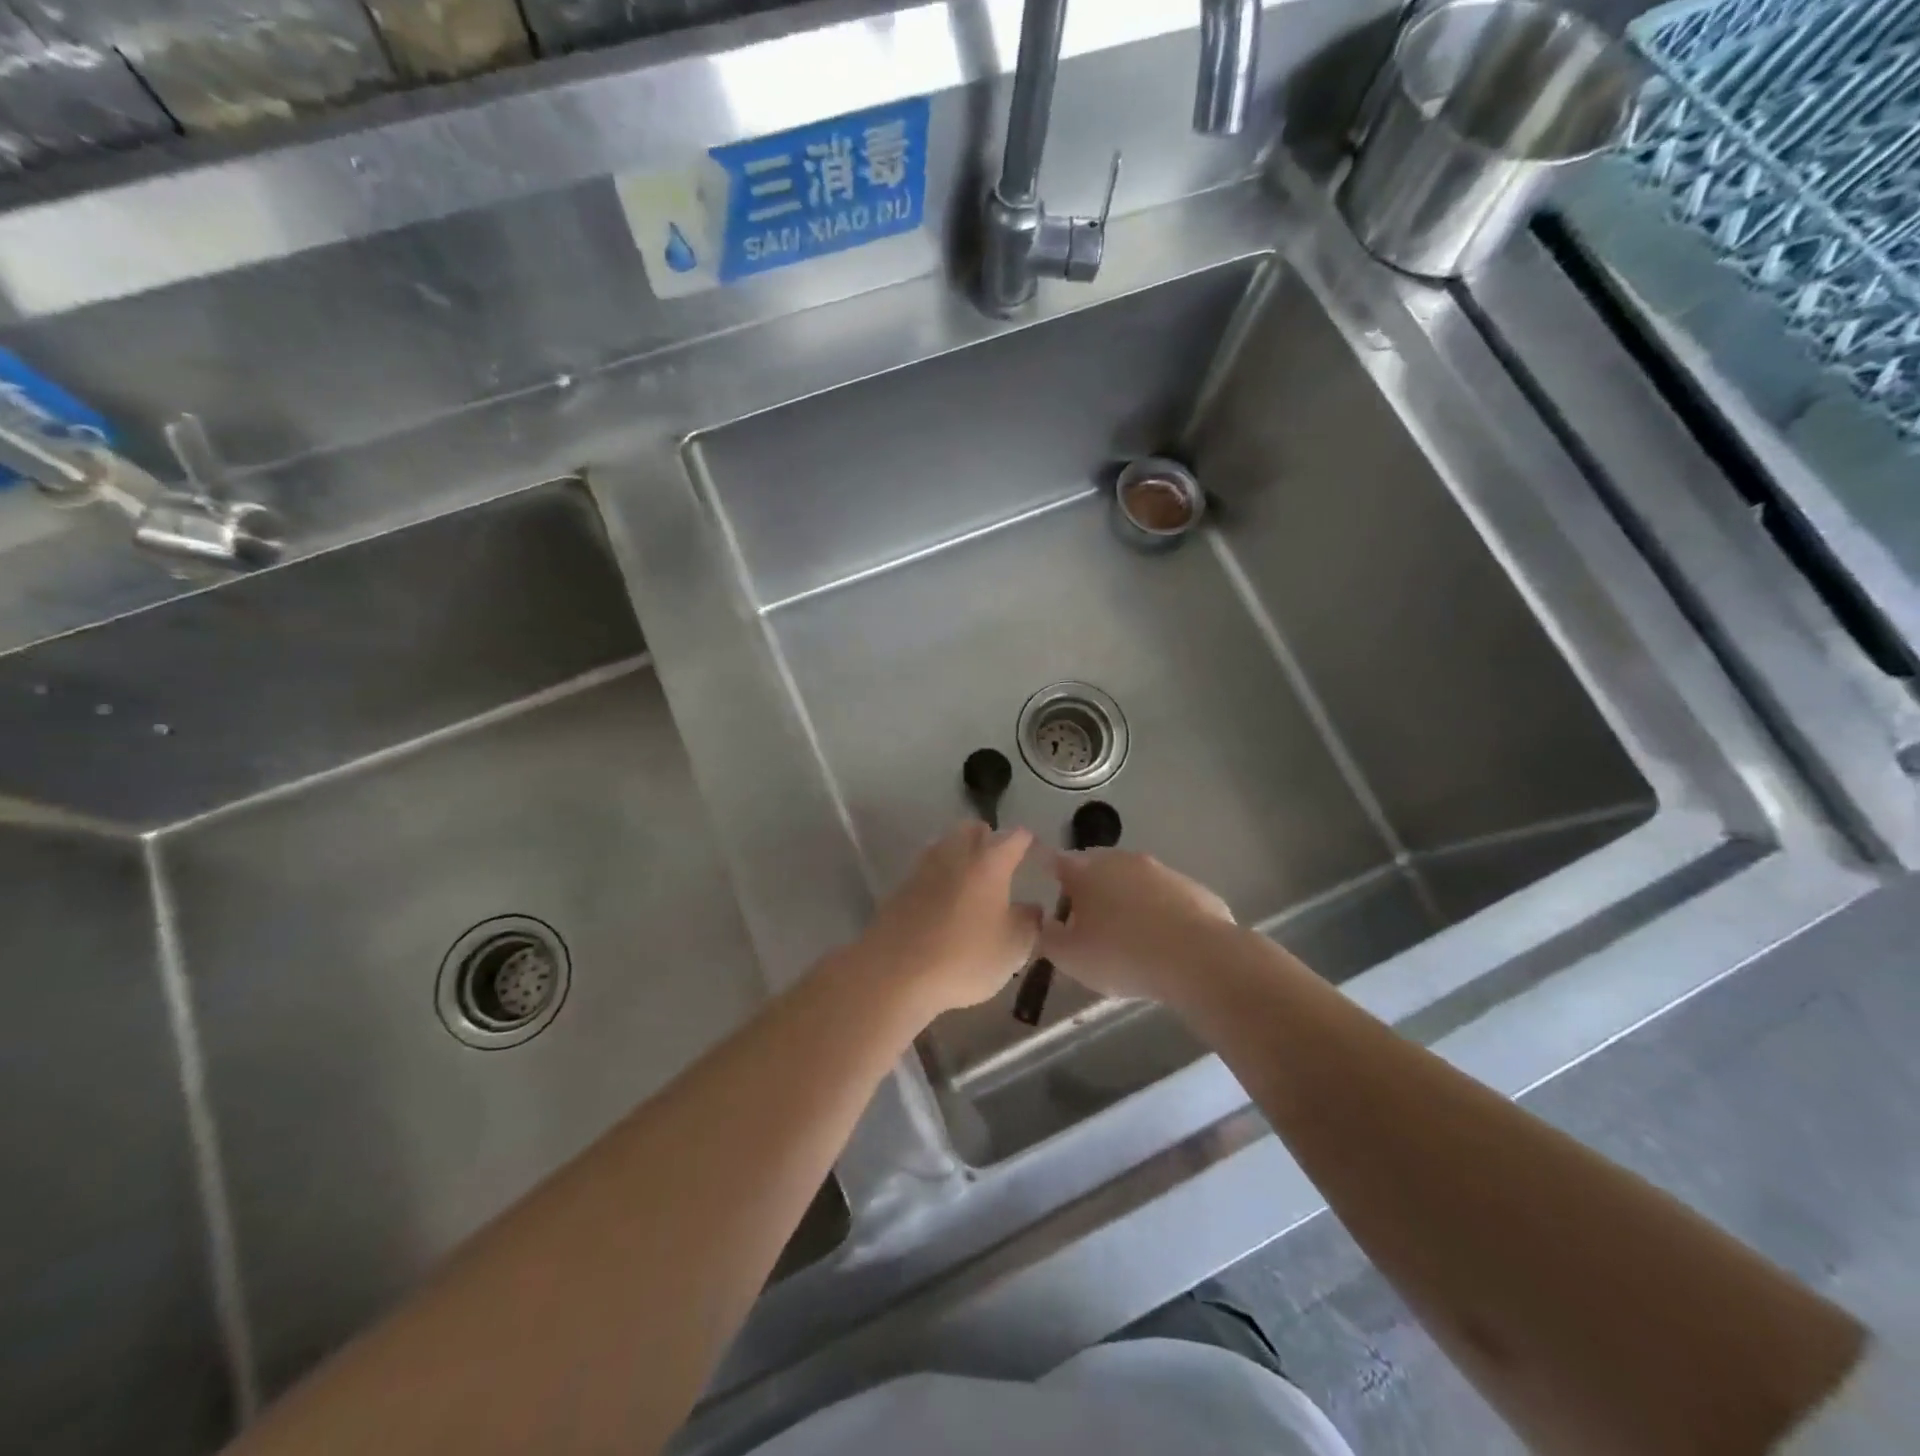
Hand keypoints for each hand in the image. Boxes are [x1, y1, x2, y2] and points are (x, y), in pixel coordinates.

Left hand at [854, 822, 1043, 1016]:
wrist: (895, 973)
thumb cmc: (965, 958)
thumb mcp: (1013, 948)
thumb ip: (1029, 922)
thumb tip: (1032, 908)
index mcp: (989, 862)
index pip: (1014, 837)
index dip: (1028, 842)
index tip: (1035, 851)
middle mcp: (955, 854)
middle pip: (972, 830)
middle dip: (987, 838)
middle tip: (999, 862)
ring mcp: (922, 868)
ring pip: (945, 846)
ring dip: (960, 855)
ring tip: (972, 882)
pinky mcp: (900, 888)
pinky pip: (926, 871)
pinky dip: (939, 878)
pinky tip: (944, 903)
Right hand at [1037, 849, 1234, 1002]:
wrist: (1197, 958)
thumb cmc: (1121, 954)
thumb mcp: (1070, 958)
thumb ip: (1049, 938)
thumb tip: (1046, 924)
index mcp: (1086, 871)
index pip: (1058, 861)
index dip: (1050, 872)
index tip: (1047, 885)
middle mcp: (1122, 860)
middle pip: (1097, 867)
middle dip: (1089, 887)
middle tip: (1086, 919)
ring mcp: (1161, 871)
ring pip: (1134, 881)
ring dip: (1126, 899)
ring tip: (1127, 934)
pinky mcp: (1193, 888)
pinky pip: (1166, 898)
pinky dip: (1159, 913)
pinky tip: (1163, 942)